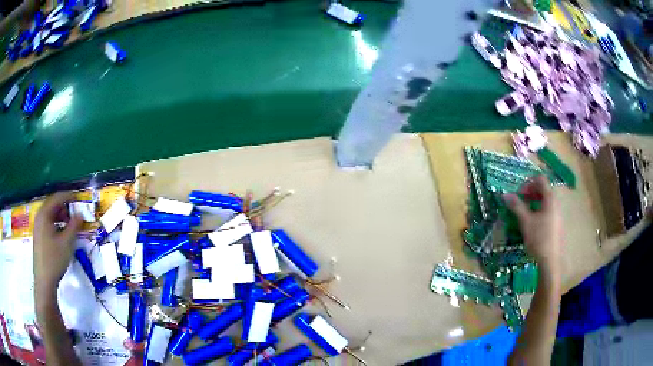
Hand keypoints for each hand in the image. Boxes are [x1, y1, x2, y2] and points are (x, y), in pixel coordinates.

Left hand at [33, 192, 82, 292]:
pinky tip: (62, 234)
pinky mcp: (39, 236)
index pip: (57, 198)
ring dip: (60, 216)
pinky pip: (48, 223)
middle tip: (75, 214)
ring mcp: (38, 226)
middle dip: (64, 207)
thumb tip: (80, 215)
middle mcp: (39, 216)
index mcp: (44, 214)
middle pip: (52, 205)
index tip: (79, 198)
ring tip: (70, 225)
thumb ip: (74, 226)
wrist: (44, 280)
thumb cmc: (54, 259)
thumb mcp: (66, 243)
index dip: (69, 196)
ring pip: (50, 214)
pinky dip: (56, 223)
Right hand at [503, 176, 562, 273]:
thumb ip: (516, 206)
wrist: (550, 261)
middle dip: (530, 193)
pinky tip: (532, 223)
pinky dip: (538, 210)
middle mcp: (556, 202)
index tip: (519, 194)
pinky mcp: (557, 223)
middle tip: (519, 202)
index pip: (540, 179)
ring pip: (545, 200)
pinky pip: (547, 210)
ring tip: (524, 213)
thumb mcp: (526, 222)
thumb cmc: (539, 239)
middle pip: (543, 189)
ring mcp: (558, 213)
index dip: (528, 183)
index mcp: (550, 198)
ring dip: (533, 202)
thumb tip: (504, 195)